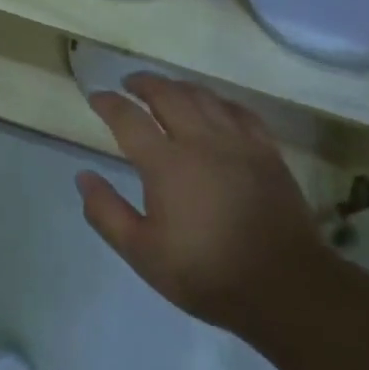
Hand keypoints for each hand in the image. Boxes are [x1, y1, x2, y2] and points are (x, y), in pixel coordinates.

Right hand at [76, 74, 331, 334]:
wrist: (285, 286)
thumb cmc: (206, 273)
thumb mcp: (142, 253)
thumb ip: (106, 212)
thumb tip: (83, 176)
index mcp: (166, 163)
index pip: (128, 118)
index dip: (108, 103)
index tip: (96, 97)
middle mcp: (200, 141)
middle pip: (167, 94)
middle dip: (143, 83)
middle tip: (129, 83)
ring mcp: (238, 143)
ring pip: (204, 96)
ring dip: (178, 86)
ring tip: (166, 89)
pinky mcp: (267, 152)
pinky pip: (240, 111)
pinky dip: (219, 101)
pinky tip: (215, 107)